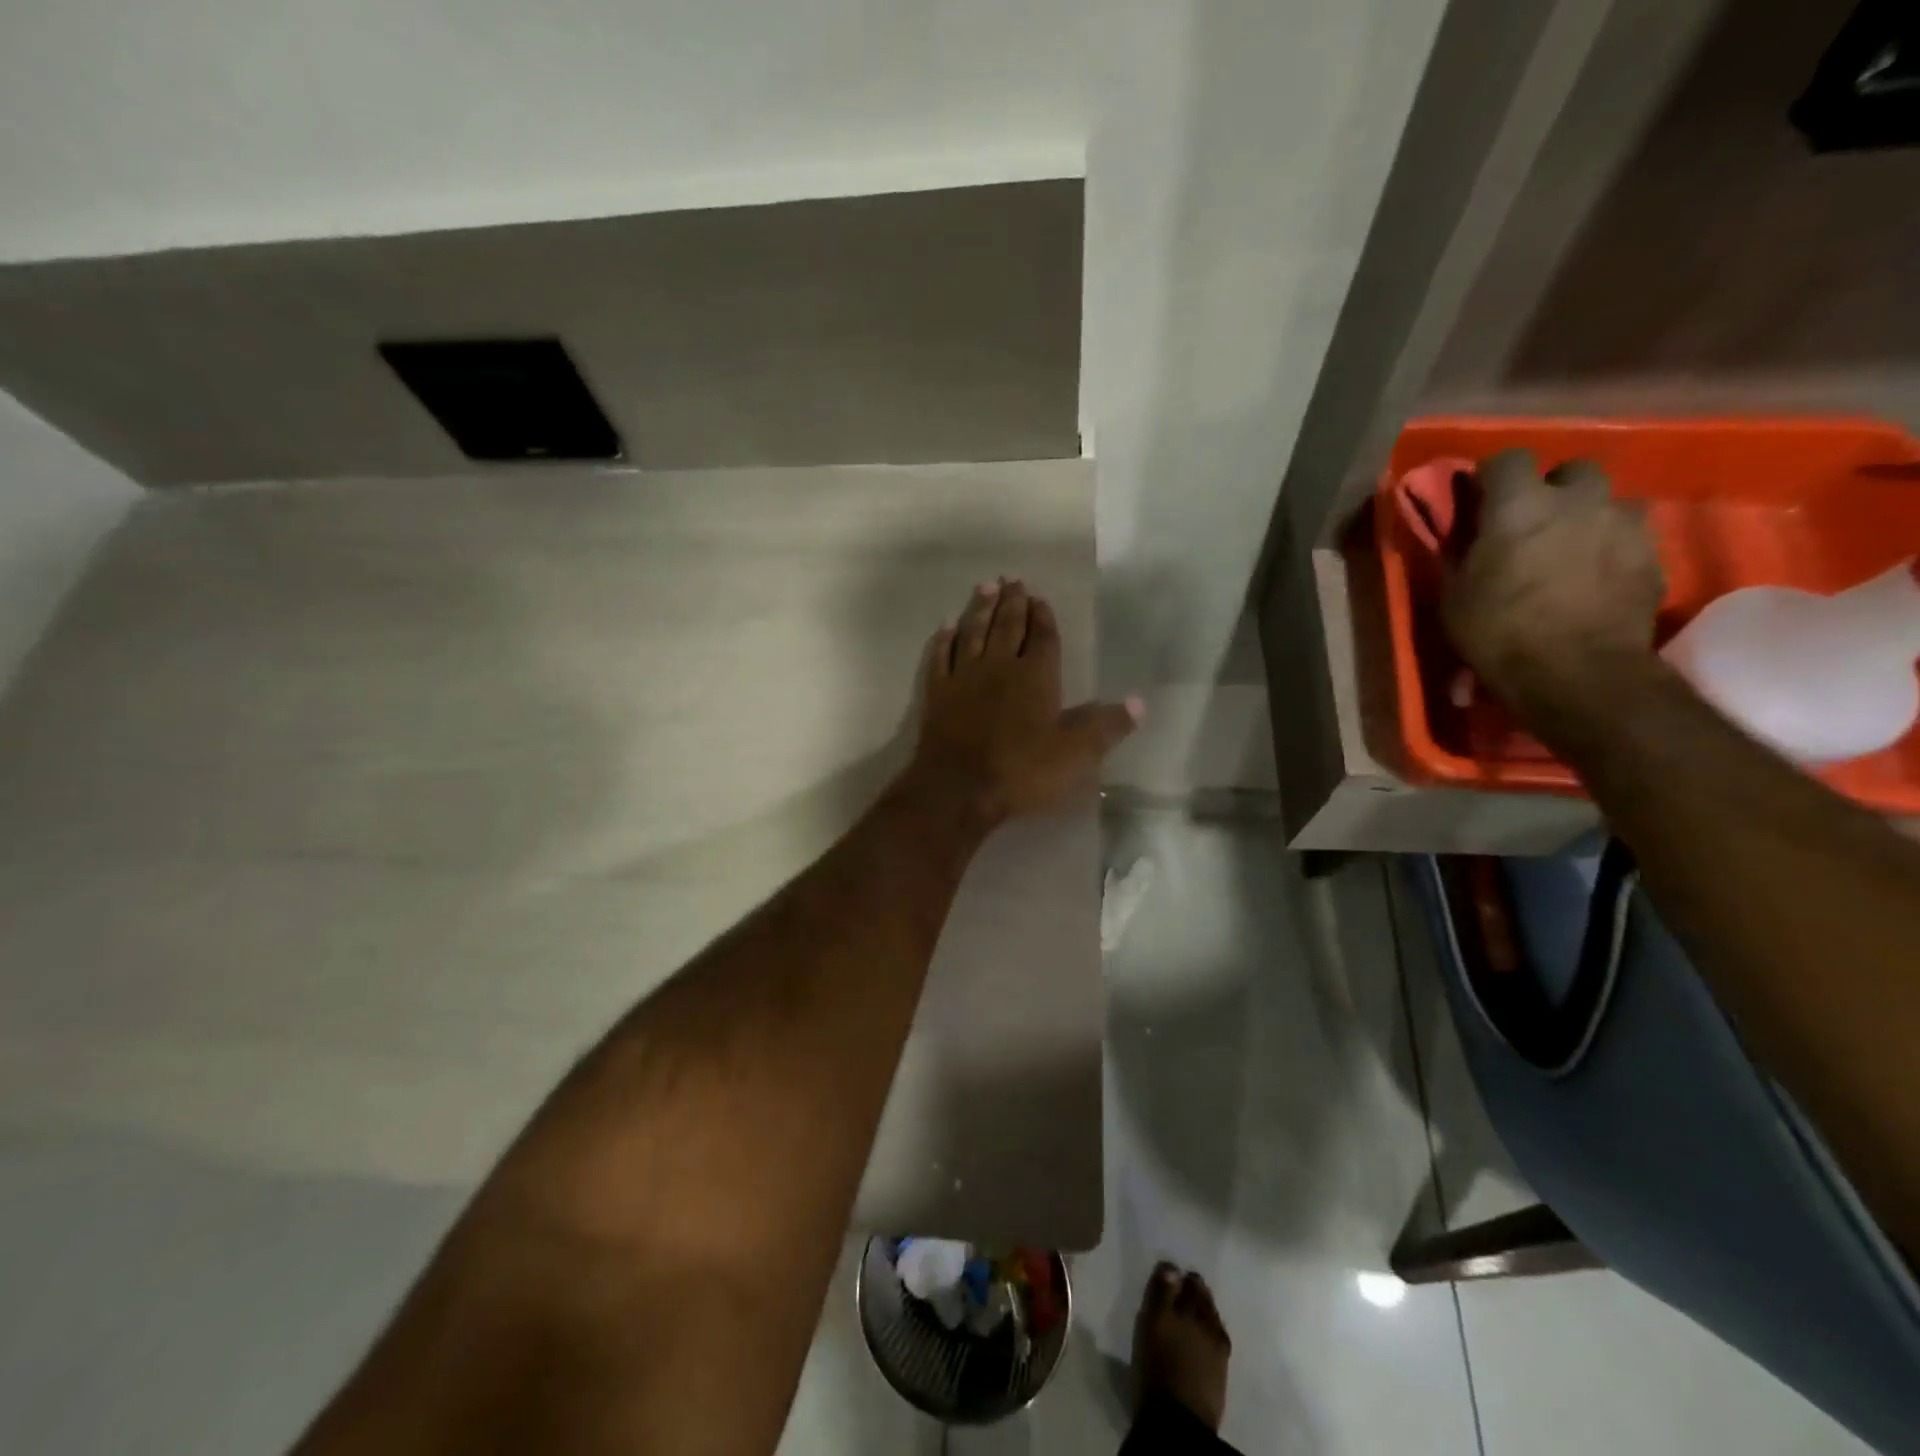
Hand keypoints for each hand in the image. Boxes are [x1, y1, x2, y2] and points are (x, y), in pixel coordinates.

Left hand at [907, 579, 1140, 825]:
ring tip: (986, 587)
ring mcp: (964, 677)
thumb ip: (1106, 726)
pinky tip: (946, 626)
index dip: (1043, 617)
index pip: (1043, 637)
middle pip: (1007, 626)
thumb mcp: (1076, 754)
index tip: (1039, 598)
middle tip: (1011, 579)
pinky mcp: (937, 693)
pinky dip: (944, 639)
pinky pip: (940, 657)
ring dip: (980, 609)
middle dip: (1012, 602)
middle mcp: (999, 666)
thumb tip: (1139, 702)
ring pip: (973, 632)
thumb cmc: (1022, 770)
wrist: (959, 788)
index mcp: (1036, 676)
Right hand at [1443, 450, 1664, 711]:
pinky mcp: (1653, 554)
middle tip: (1533, 524)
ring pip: (1607, 501)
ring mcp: (1623, 524)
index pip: (1507, 459)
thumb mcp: (1455, 593)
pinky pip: (1629, 536)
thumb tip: (1463, 529)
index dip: (1492, 477)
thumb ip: (1463, 549)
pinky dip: (1610, 548)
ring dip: (1587, 516)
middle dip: (1552, 490)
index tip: (1480, 500)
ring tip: (1570, 550)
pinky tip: (1594, 578)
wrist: (1576, 672)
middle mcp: (1578, 500)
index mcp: (1520, 505)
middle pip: (1571, 470)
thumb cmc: (1498, 631)